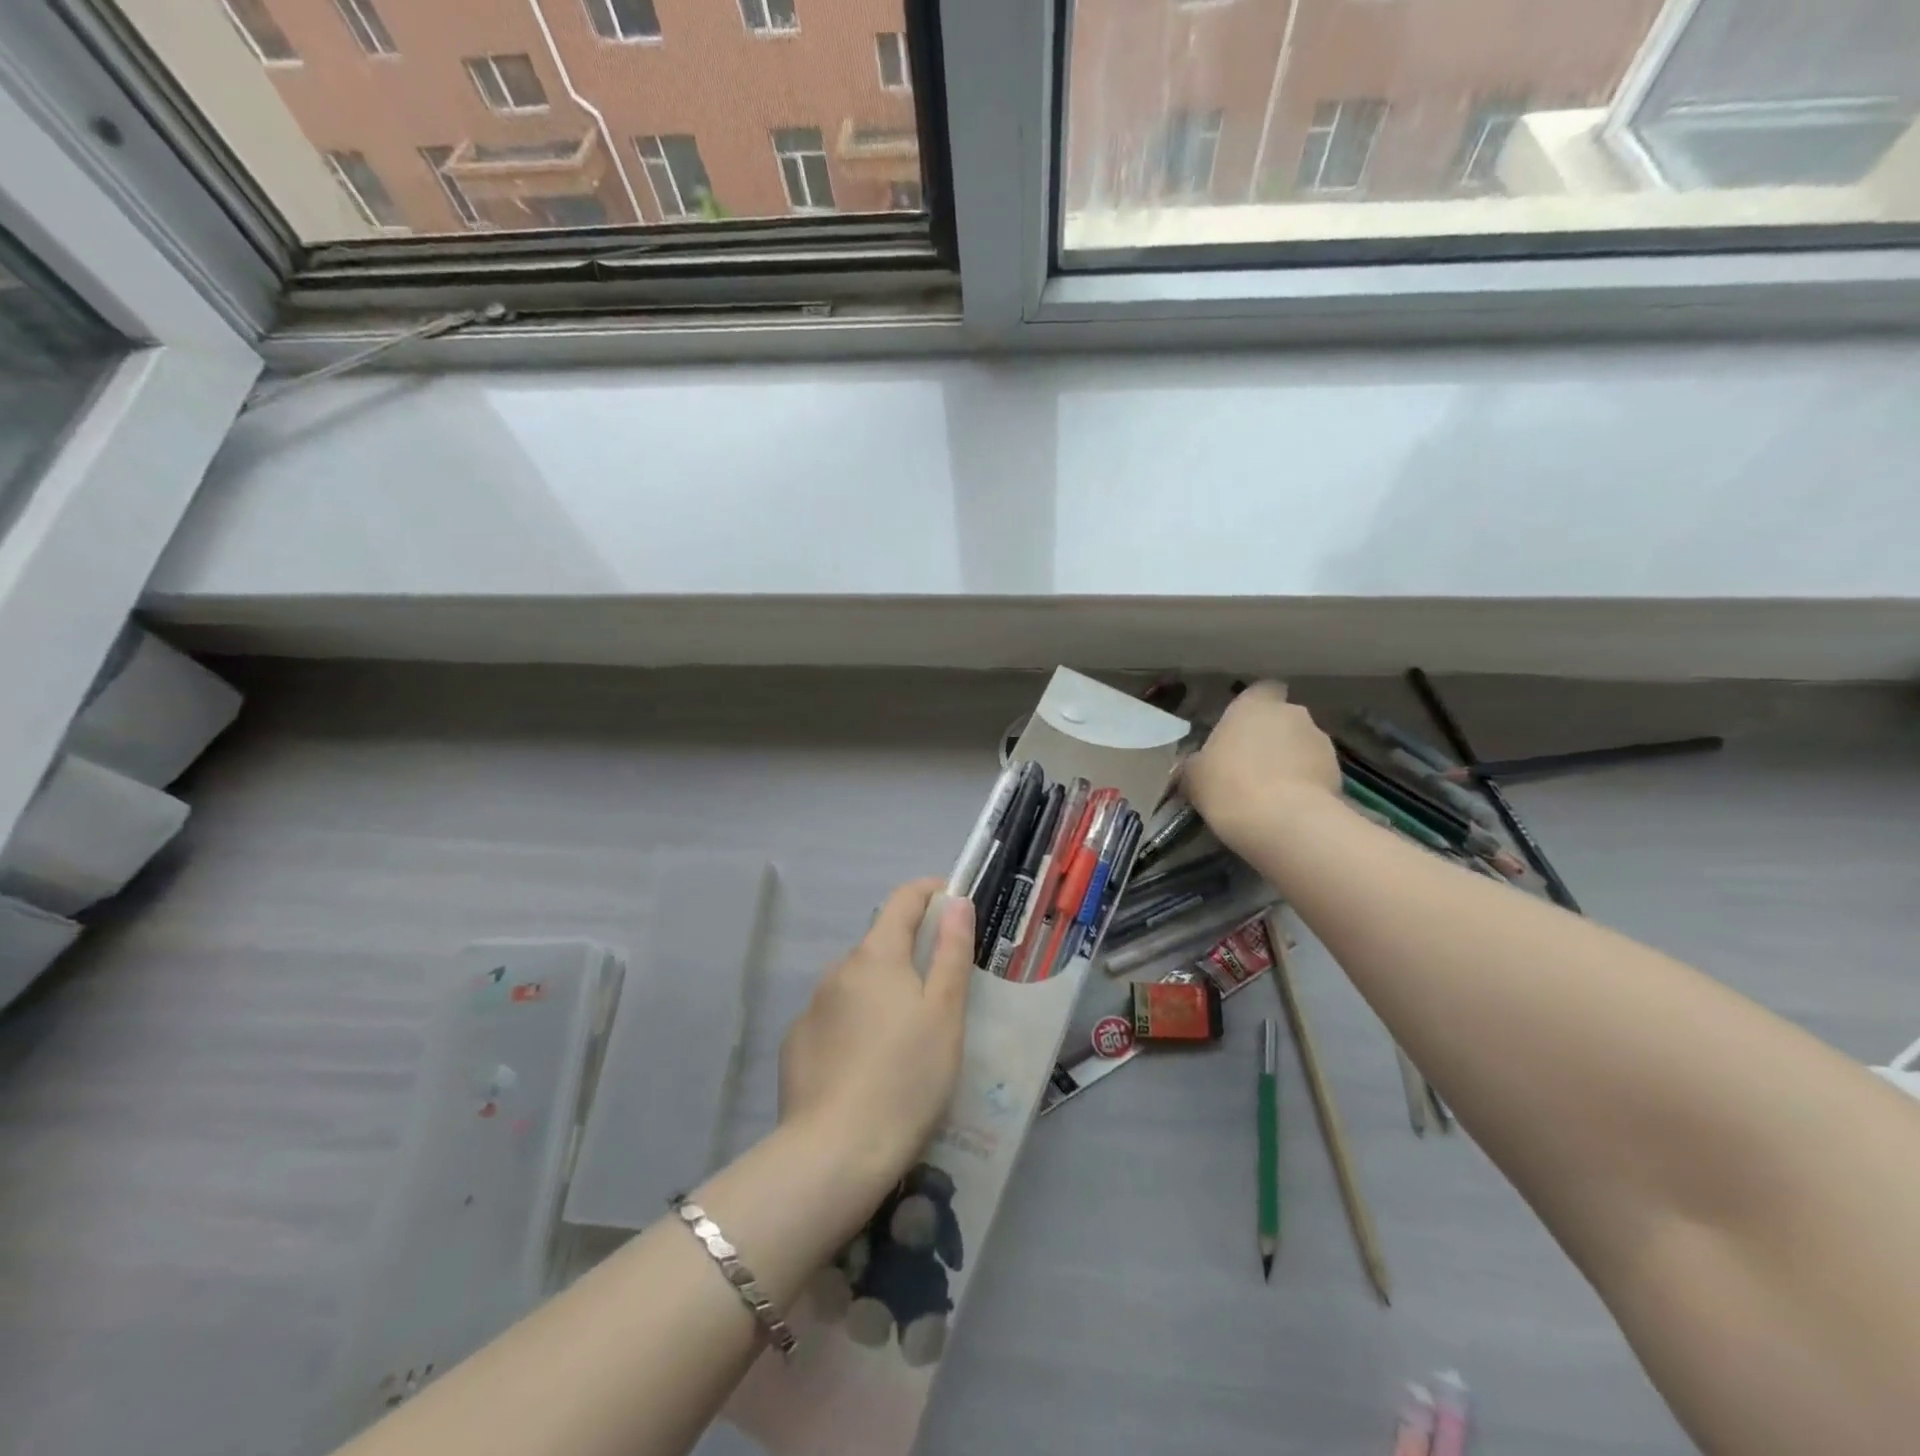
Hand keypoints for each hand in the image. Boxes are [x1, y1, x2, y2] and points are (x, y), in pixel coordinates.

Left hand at [779, 879, 973, 1195]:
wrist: (835, 1153)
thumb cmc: (907, 1078)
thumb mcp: (945, 1014)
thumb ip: (952, 952)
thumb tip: (956, 901)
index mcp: (877, 955)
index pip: (903, 899)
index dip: (931, 892)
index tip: (955, 903)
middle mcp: (839, 969)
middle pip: (881, 945)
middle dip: (911, 955)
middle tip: (942, 993)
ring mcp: (812, 1007)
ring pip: (857, 984)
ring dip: (883, 993)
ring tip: (908, 1040)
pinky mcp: (796, 1043)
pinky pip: (835, 1018)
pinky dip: (856, 1025)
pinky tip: (869, 1067)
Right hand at [1181, 681, 1340, 852]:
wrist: (1283, 822)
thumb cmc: (1228, 786)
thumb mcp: (1194, 776)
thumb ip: (1197, 763)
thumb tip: (1197, 764)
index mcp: (1253, 705)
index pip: (1261, 691)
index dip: (1254, 709)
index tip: (1240, 731)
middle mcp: (1291, 714)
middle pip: (1283, 719)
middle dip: (1272, 738)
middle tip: (1251, 767)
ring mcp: (1321, 741)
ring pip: (1302, 746)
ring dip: (1291, 762)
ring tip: (1272, 793)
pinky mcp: (1340, 772)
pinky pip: (1317, 772)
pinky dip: (1306, 785)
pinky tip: (1289, 808)